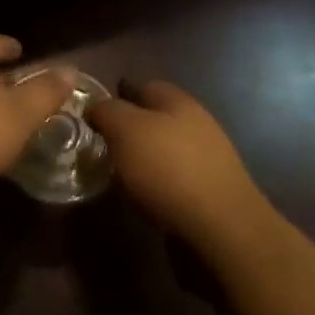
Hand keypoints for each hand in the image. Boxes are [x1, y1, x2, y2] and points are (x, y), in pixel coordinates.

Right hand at [87, 79, 275, 256]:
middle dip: (129, 129)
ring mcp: (207, 159)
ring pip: (165, 149)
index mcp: (178, 100)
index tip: (92, 113)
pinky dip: (157, 184)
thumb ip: (107, 112)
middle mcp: (196, 123)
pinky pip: (174, 179)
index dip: (117, 95)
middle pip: (155, 118)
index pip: (143, 85)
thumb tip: (96, 106)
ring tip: (117, 174)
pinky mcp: (210, 193)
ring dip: (143, 158)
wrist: (222, 229)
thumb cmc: (169, 169)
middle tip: (100, 146)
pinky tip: (143, 198)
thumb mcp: (126, 130)